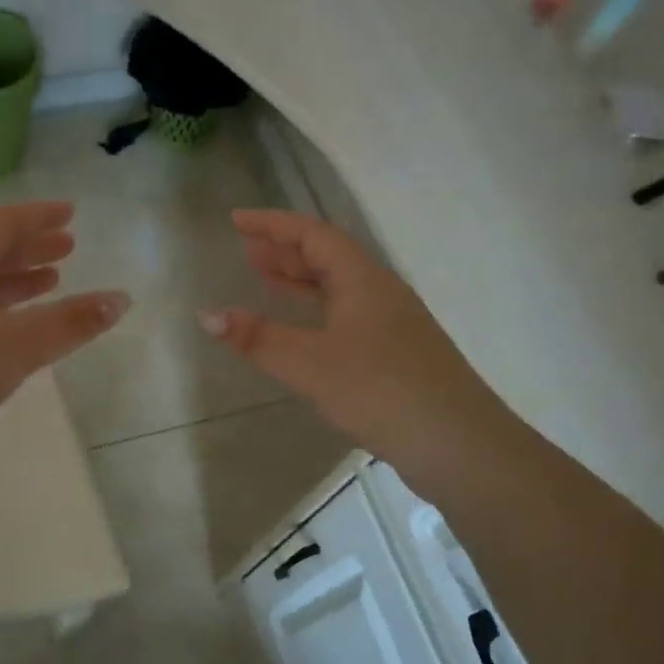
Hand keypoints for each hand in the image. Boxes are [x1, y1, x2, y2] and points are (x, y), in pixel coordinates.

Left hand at [0, 202, 128, 477]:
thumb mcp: (17, 345)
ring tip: (48, 285)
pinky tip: (7, 336)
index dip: (38, 216)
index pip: (2, 223)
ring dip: (13, 282)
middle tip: (66, 249)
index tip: (70, 213)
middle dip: (29, 248)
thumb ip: (70, 323)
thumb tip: (121, 298)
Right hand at [199, 209, 503, 476]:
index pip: (313, 235)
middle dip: (285, 250)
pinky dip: (316, 311)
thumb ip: (257, 339)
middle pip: (328, 257)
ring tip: (265, 280)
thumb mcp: (309, 365)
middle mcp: (380, 292)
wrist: (457, 444)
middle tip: (246, 251)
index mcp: (363, 280)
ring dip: (301, 280)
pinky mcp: (397, 353)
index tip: (236, 220)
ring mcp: (393, 323)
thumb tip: (206, 314)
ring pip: (339, 288)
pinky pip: (347, 315)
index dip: (273, 224)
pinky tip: (304, 331)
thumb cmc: (380, 391)